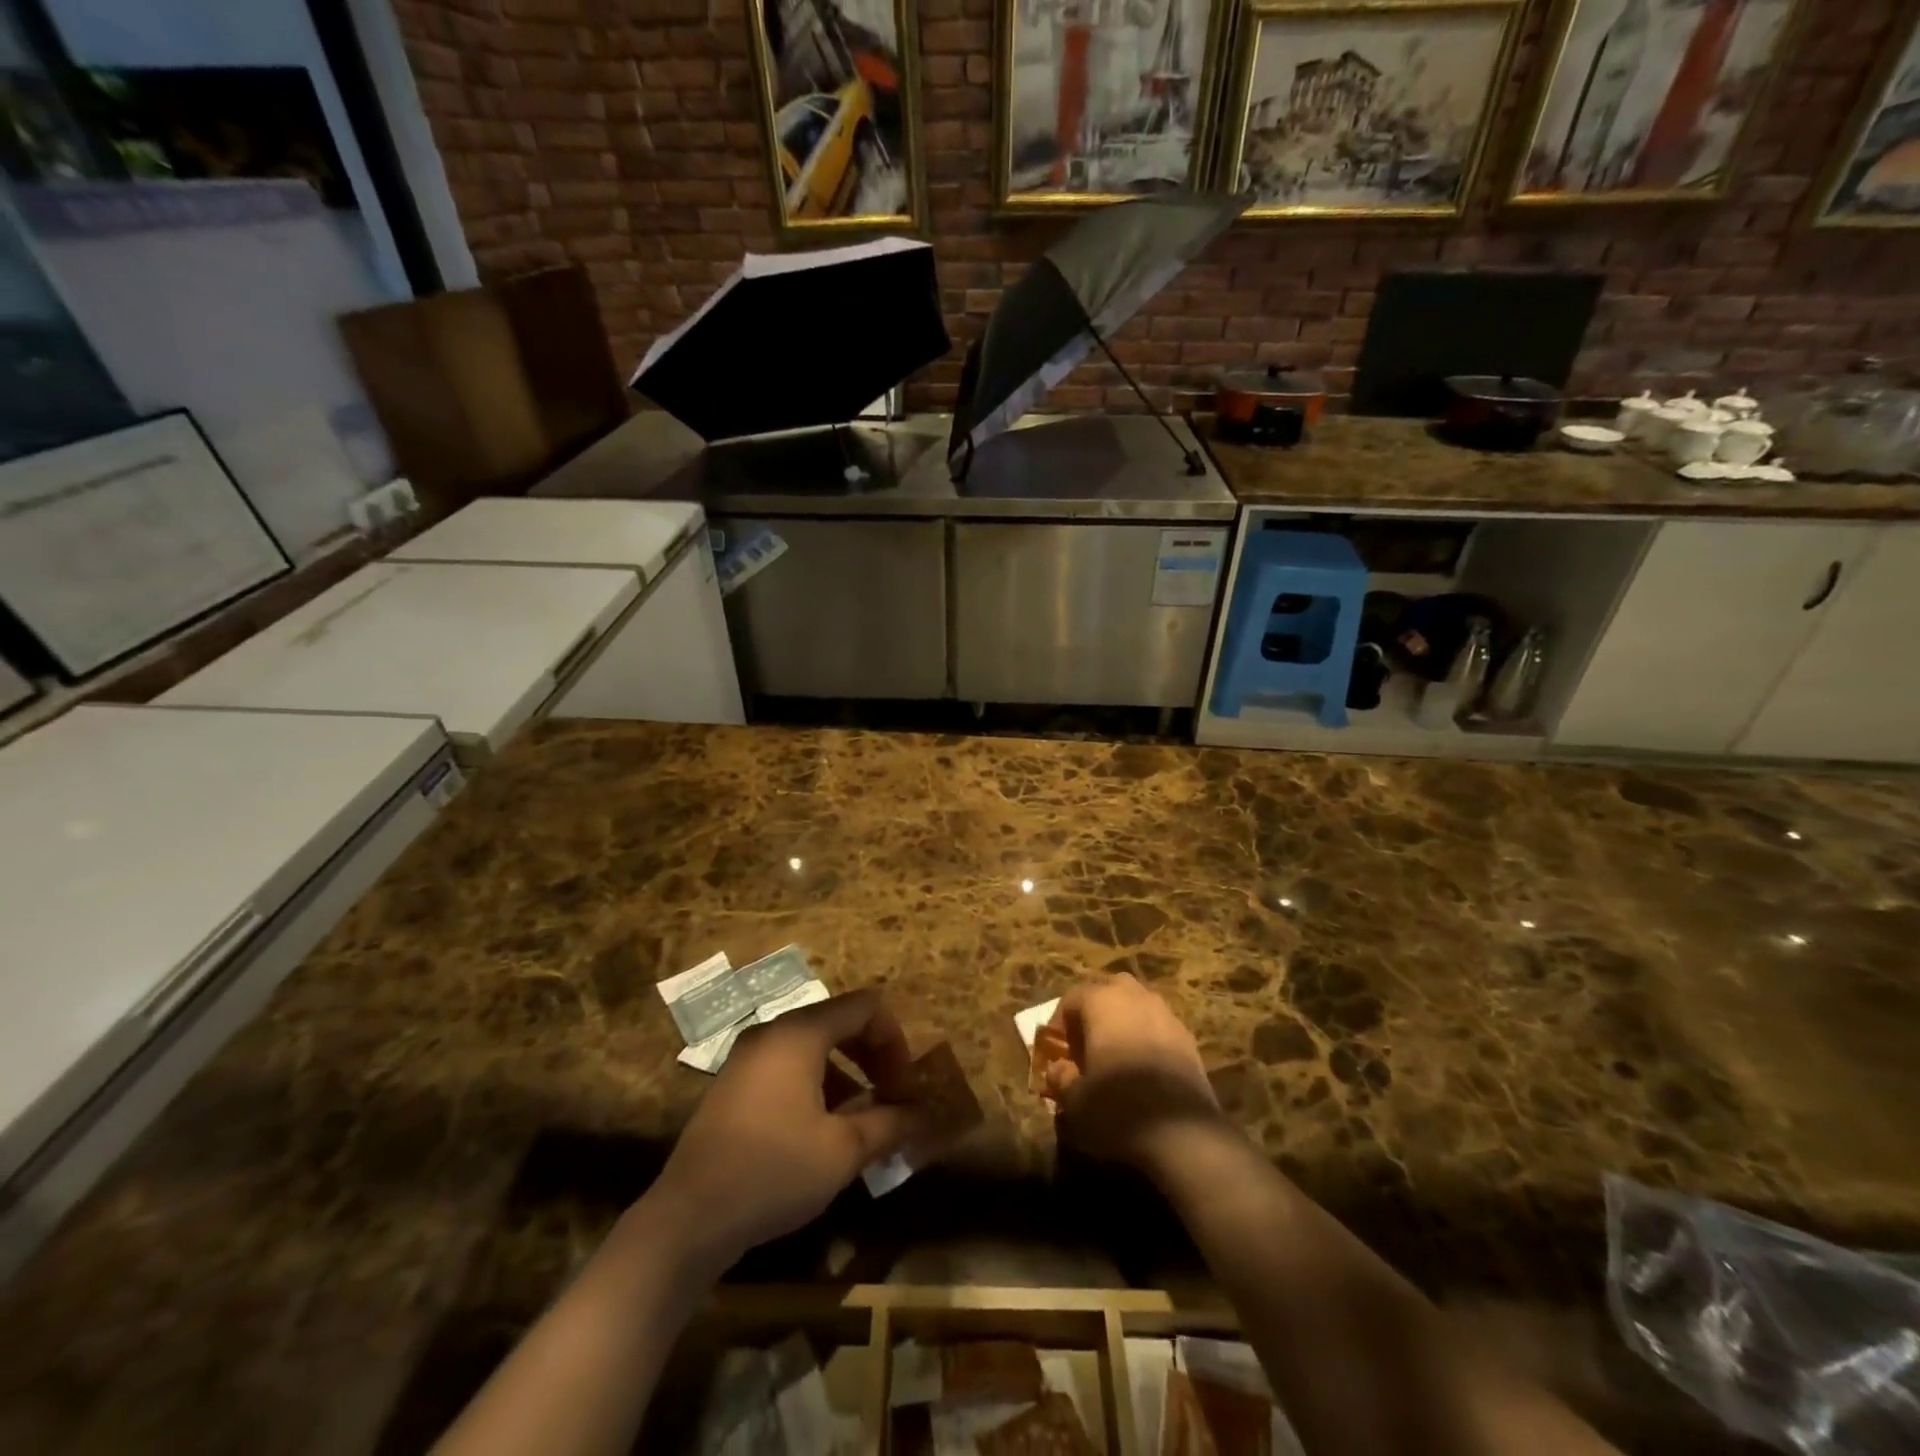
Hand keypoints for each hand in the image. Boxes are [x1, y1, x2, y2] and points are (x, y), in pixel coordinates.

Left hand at [647, 988, 926, 1270]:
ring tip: (864, 1123)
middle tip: (893, 1099)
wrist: (687, 1220)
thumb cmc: (773, 1172)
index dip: (895, 1042)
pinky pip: (789, 1066)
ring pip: (815, 1047)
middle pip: (840, 1022)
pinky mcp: (735, 1084)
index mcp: (800, 1033)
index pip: (866, 1007)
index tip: (905, 1088)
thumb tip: (924, 1115)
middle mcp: (773, 1031)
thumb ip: (890, 1124)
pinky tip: (825, 1132)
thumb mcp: (842, 1151)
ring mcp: (749, 1057)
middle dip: (874, 1057)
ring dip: (848, 1075)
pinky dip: (818, 1085)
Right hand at [1046, 973, 1223, 1176]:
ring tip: (1116, 1054)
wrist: (1182, 1132)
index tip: (1058, 1051)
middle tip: (1087, 1043)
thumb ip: (1060, 1077)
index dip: (1060, 1023)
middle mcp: (1134, 997)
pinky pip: (1159, 1026)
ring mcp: (1165, 1014)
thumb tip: (1058, 1068)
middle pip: (1109, 989)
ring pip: (1138, 1004)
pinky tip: (1144, 1068)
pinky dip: (1147, 1037)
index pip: (1072, 998)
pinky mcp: (1188, 1037)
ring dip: (1124, 1021)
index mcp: (1101, 1001)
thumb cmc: (1116, 1106)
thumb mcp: (1074, 1099)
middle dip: (1095, 1011)